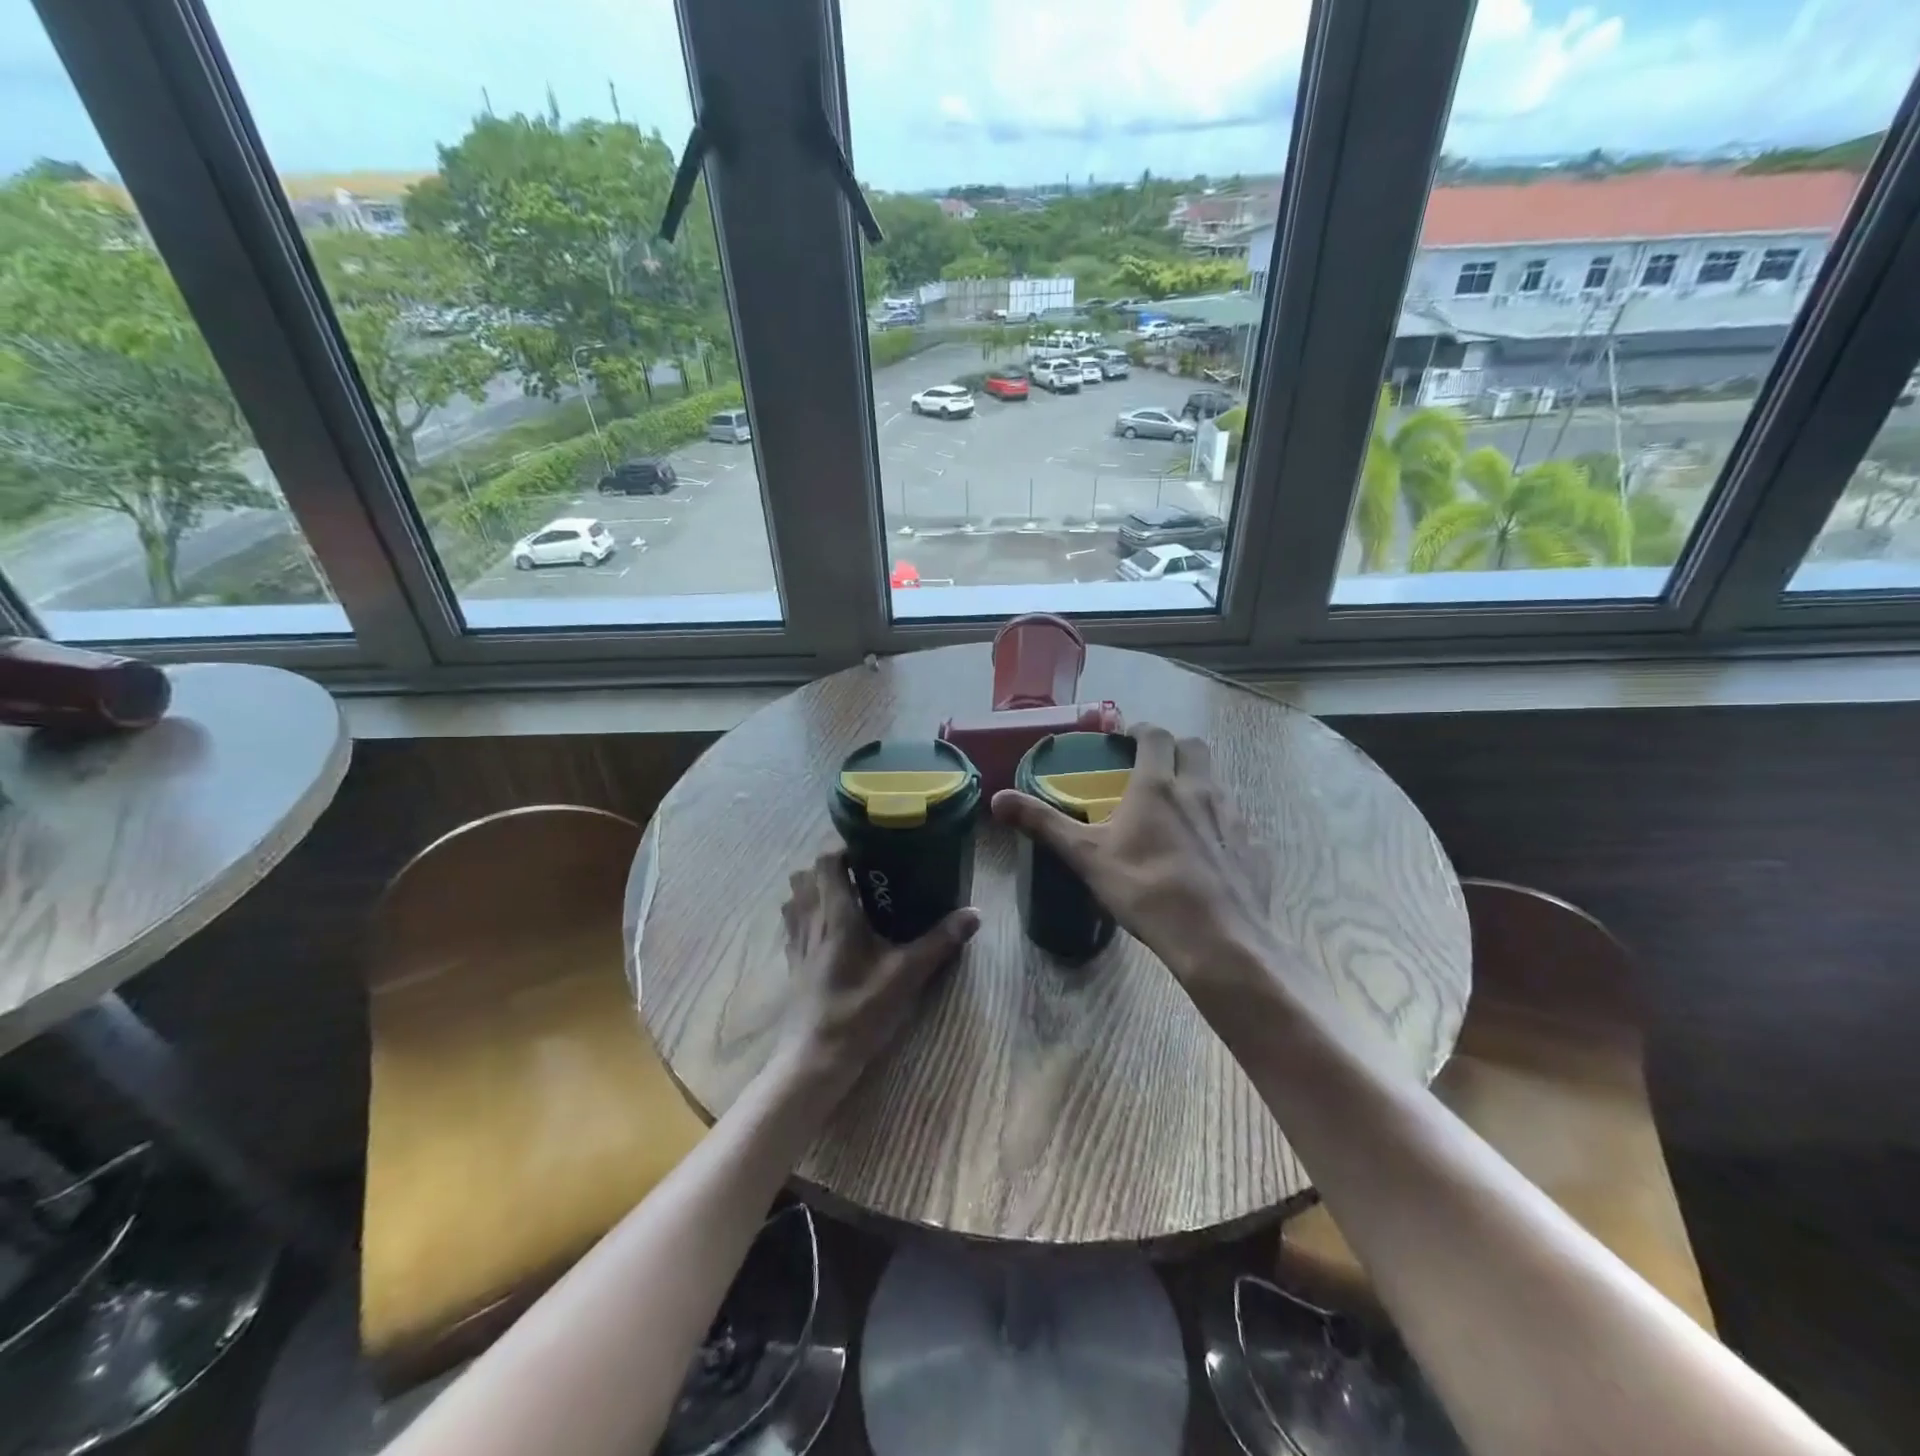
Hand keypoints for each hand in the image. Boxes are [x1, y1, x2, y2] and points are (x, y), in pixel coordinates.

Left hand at [777, 850, 979, 1104]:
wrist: (816, 1058)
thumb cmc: (859, 1010)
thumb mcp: (906, 975)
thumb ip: (939, 941)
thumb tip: (975, 913)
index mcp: (835, 914)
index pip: (826, 861)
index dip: (843, 848)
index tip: (871, 850)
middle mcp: (810, 920)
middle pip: (805, 875)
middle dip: (830, 867)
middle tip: (863, 873)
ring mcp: (797, 942)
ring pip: (794, 898)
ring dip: (814, 889)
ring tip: (846, 896)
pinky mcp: (793, 963)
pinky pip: (793, 924)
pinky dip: (806, 914)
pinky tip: (830, 929)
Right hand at [990, 723, 1289, 1010]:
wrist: (1216, 937)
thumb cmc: (1144, 889)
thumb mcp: (1086, 856)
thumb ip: (1043, 823)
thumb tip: (998, 799)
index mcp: (1157, 785)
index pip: (1154, 736)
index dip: (1140, 731)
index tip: (1127, 738)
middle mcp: (1199, 790)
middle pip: (1194, 748)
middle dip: (1174, 749)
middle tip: (1153, 768)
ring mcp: (1233, 818)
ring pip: (1217, 783)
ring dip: (1197, 784)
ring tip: (1176, 813)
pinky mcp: (1253, 848)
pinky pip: (1236, 823)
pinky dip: (1218, 825)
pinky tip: (1204, 853)